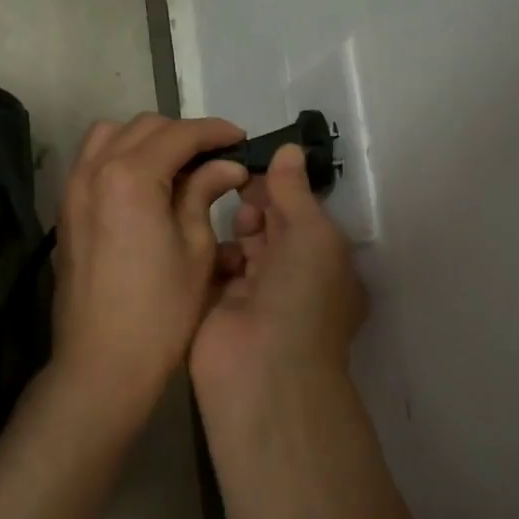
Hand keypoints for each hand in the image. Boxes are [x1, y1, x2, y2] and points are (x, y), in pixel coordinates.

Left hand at [50, 113, 249, 425]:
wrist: (102, 361)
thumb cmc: (161, 311)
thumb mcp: (196, 248)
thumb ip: (204, 194)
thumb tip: (226, 165)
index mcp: (131, 176)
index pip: (179, 134)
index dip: (215, 132)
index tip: (241, 139)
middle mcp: (95, 170)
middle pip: (144, 128)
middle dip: (183, 134)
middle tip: (216, 157)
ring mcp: (73, 189)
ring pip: (111, 136)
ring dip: (147, 140)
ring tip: (177, 166)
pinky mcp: (67, 211)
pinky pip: (93, 162)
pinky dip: (121, 158)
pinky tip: (146, 186)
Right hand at [191, 144, 367, 426]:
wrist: (263, 368)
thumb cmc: (301, 296)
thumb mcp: (312, 235)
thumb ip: (295, 192)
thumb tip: (290, 150)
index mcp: (325, 264)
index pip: (301, 217)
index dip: (280, 191)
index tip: (252, 168)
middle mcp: (293, 279)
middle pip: (270, 228)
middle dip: (254, 206)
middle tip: (231, 185)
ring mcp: (254, 295)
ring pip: (240, 246)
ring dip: (229, 228)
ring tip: (211, 210)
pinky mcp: (218, 306)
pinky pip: (213, 268)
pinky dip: (206, 250)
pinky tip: (193, 234)